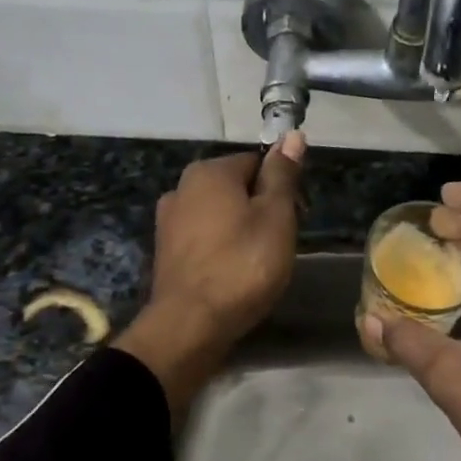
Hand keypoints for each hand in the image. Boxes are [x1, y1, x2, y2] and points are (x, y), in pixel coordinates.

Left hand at [115, 133, 304, 413]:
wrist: (190, 325)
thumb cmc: (243, 266)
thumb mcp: (276, 217)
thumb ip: (283, 175)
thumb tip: (292, 135)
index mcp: (209, 171)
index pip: (258, 162)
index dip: (282, 188)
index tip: (295, 218)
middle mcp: (182, 187)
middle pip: (236, 188)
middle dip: (261, 209)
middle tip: (279, 244)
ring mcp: (169, 221)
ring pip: (219, 214)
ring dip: (241, 230)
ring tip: (258, 263)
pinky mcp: (166, 252)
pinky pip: (204, 239)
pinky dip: (221, 249)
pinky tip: (233, 273)